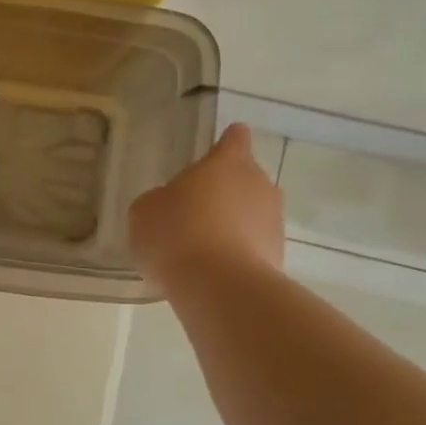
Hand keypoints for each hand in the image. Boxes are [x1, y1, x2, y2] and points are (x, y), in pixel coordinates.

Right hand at [128, 124, 283, 293]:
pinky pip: (255, 246)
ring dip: (234, 224)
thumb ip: (160, 200)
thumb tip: (169, 206)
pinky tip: (213, 271)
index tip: (213, 156)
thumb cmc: (176, 234)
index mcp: (227, 162)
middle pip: (246, 177)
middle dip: (226, 190)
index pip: (235, 138)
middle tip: (195, 211)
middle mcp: (259, 183)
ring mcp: (274, 221)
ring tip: (203, 247)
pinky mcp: (279, 255)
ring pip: (253, 213)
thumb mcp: (146, 211)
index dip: (224, 144)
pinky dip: (239, 253)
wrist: (217, 287)